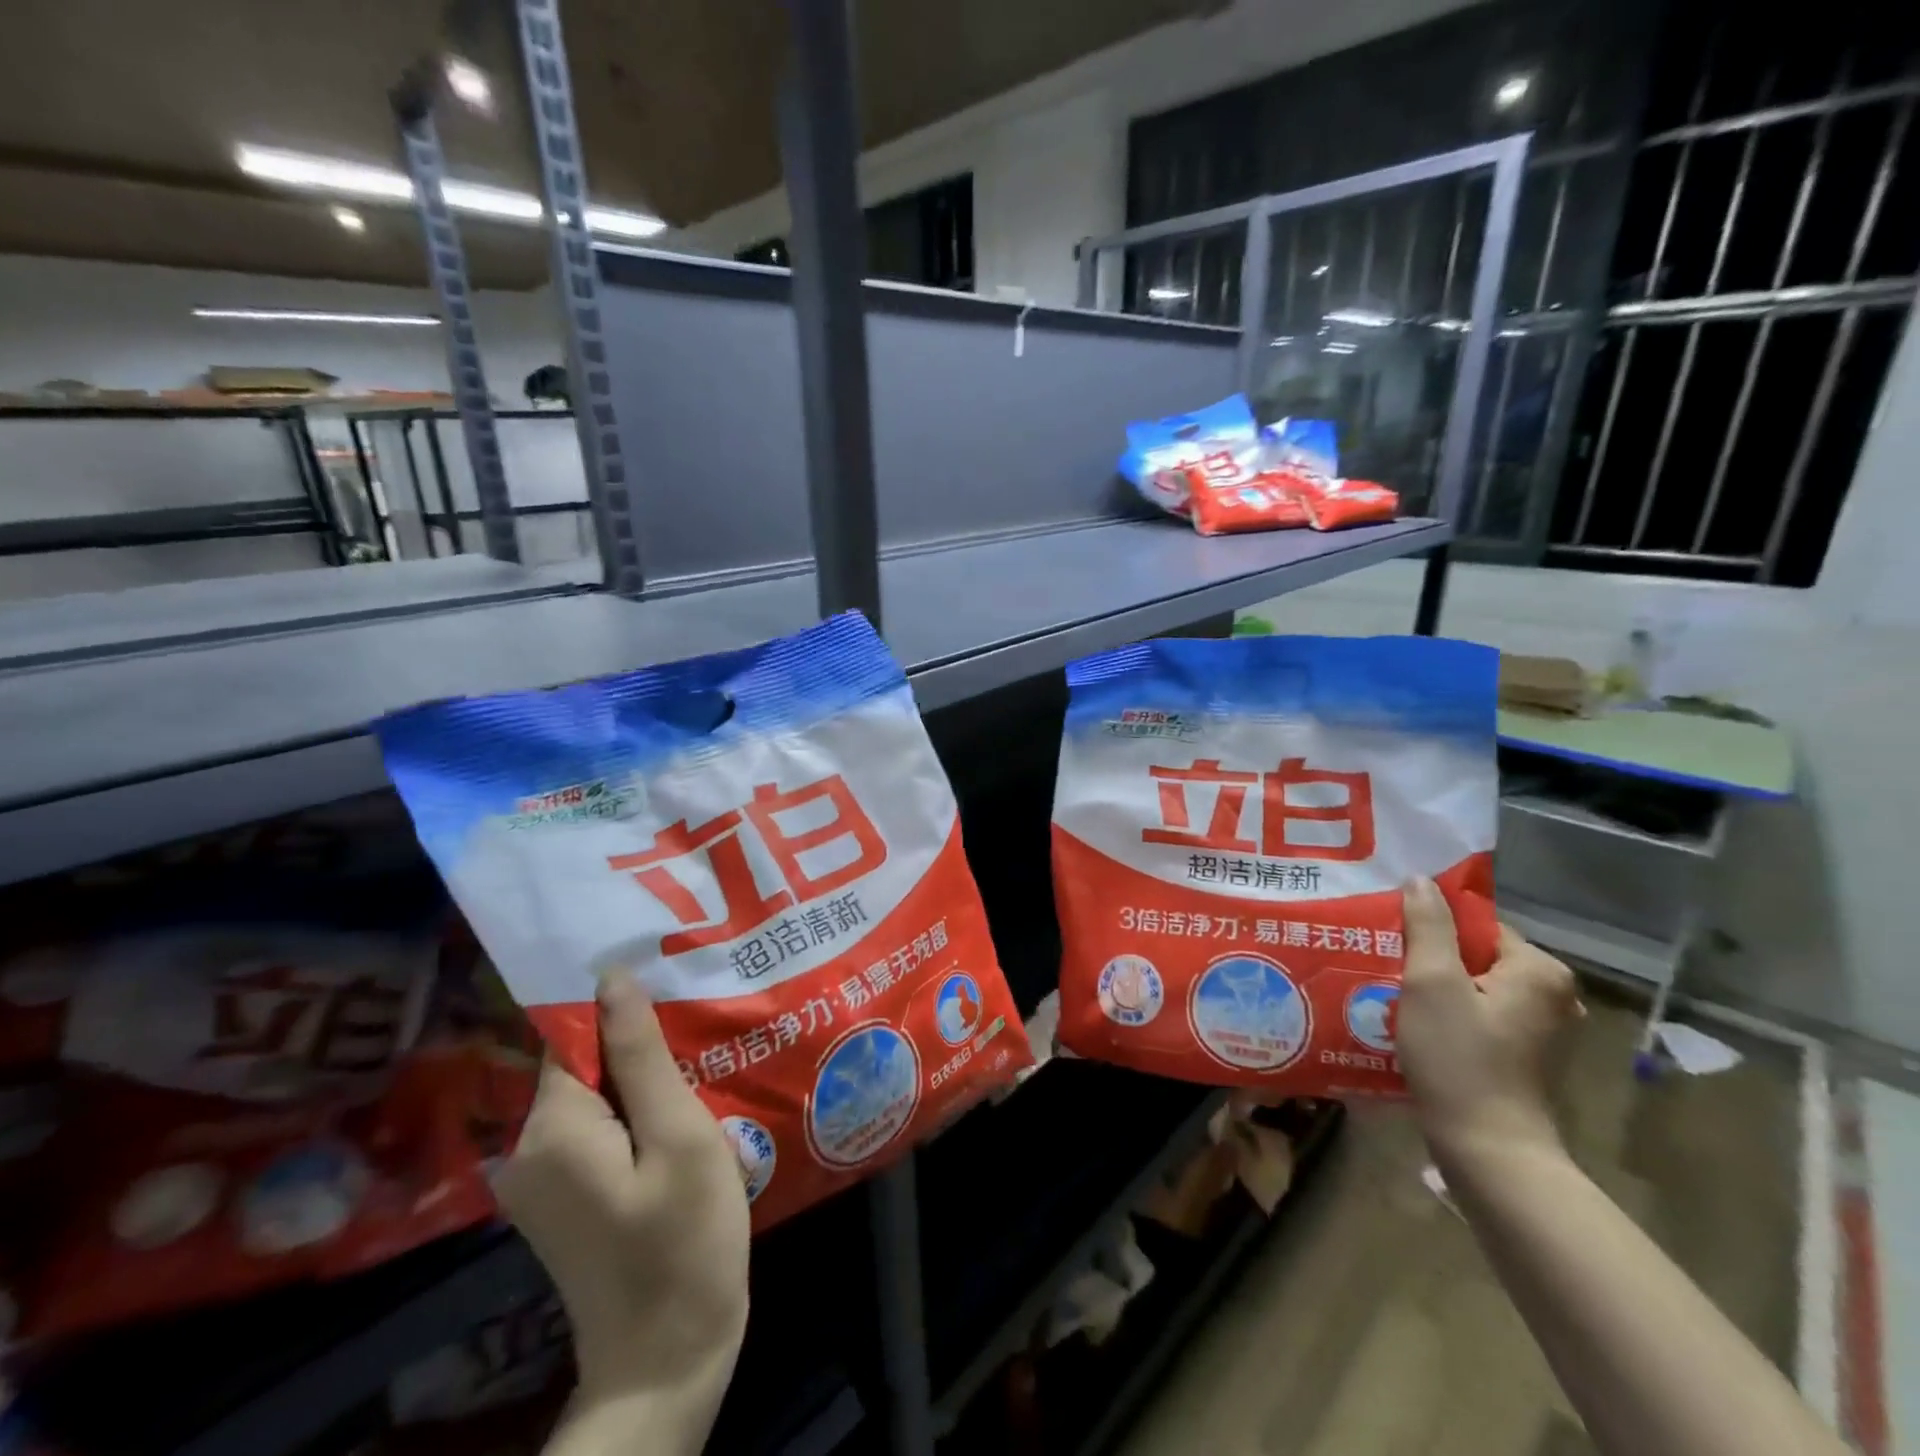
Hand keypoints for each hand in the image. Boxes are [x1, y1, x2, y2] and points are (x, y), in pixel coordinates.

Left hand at [496, 976, 749, 1453]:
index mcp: (550, 1130)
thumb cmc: (685, 1241)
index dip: (623, 1008)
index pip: (574, 1036)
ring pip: (596, 1094)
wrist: (666, 1362)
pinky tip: (682, 1116)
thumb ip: (641, 1055)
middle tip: (701, 1033)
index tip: (674, 991)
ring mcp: (541, 1179)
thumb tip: (611, 979)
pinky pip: (598, 1127)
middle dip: (640, 1045)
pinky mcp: (563, 1197)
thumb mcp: (678, 1136)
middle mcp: (527, 1150)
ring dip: (644, 1080)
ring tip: (701, 1067)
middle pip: (584, 1064)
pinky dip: (637, 1113)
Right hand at [1395, 877, 1582, 1166]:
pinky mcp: (1525, 1055)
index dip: (1430, 928)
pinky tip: (1415, 1023)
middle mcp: (1553, 994)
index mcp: (1539, 970)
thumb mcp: (1432, 982)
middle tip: (1385, 964)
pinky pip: (1479, 1013)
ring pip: (1474, 985)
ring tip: (1391, 992)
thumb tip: (1420, 880)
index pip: (1476, 924)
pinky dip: (1449, 1013)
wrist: (1488, 1148)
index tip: (1391, 939)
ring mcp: (1543, 1028)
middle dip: (1430, 958)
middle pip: (1475, 954)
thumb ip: (1427, 926)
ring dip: (1435, 987)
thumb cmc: (1459, 1058)